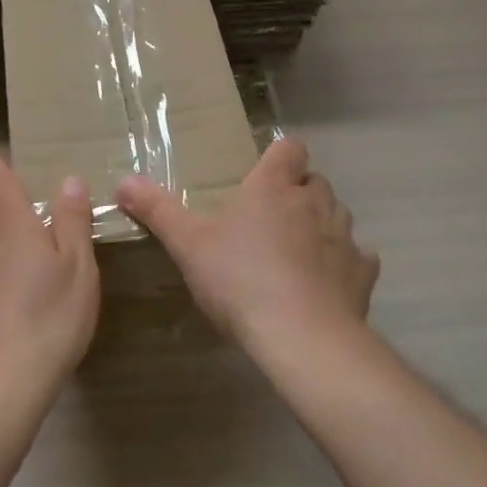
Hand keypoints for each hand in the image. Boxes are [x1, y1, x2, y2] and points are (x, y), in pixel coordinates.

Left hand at [0, 150, 99, 402]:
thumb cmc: (48, 317)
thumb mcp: (77, 267)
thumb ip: (72, 222)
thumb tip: (68, 180)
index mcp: (13, 229)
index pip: (0, 186)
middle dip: (14, 220)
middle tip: (41, 228)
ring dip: (10, 258)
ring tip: (37, 276)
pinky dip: (1, 290)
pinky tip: (19, 314)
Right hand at [115, 139, 378, 363]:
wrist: (301, 337)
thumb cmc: (240, 280)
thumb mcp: (188, 245)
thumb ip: (157, 210)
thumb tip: (123, 181)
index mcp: (273, 187)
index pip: (289, 148)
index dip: (280, 156)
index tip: (265, 174)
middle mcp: (314, 202)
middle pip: (315, 182)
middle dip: (299, 194)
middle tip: (271, 220)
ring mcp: (344, 236)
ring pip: (338, 216)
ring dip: (321, 226)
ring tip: (297, 253)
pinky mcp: (363, 273)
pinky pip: (358, 258)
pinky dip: (345, 265)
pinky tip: (326, 285)